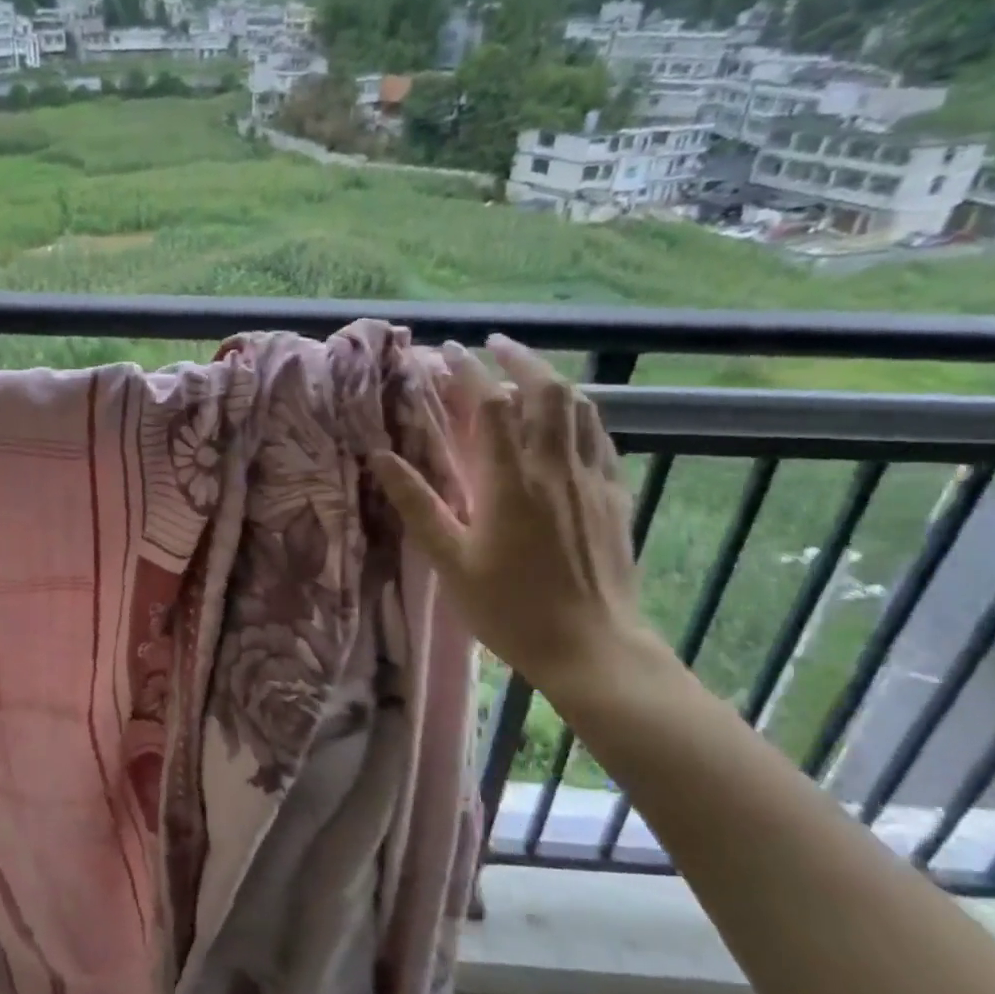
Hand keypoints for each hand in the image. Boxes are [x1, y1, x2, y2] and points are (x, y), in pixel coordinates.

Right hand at [370, 335, 651, 706]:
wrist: (592, 648)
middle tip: (495, 345)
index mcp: (510, 480)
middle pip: (545, 390)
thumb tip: (380, 457)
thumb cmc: (511, 608)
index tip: (449, 351)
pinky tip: (570, 421)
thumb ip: (418, 504)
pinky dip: (581, 414)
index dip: (469, 371)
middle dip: (519, 358)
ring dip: (552, 379)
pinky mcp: (614, 495)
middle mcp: (555, 466)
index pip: (492, 405)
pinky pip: (600, 437)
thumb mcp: (451, 561)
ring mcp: (591, 478)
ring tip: (530, 373)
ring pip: (580, 407)